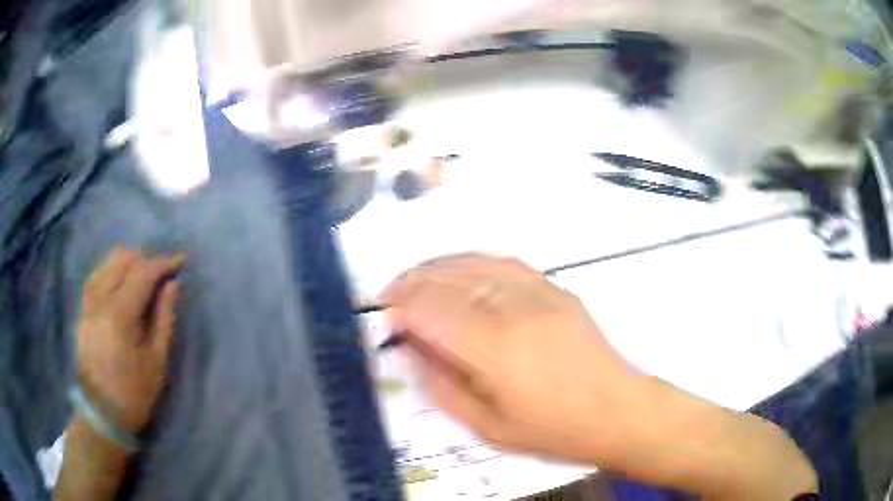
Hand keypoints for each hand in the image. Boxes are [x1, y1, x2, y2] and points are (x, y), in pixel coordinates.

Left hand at [77, 246, 183, 434]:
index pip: (141, 273)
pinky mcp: (82, 310)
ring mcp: (87, 304)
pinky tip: (121, 282)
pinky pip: (96, 276)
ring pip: (106, 263)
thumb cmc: (135, 394)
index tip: (180, 262)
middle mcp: (99, 301)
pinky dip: (111, 271)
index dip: (162, 263)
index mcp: (118, 316)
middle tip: (162, 273)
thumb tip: (173, 285)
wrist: (103, 414)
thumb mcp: (156, 361)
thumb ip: (163, 318)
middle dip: (144, 259)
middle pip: (121, 259)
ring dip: (127, 263)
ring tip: (143, 276)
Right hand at [381, 254, 634, 462]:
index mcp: (495, 348)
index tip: (385, 321)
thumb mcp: (488, 427)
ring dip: (436, 267)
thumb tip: (411, 352)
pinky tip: (459, 271)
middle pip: (447, 279)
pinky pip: (504, 262)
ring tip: (414, 279)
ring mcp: (539, 292)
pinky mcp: (556, 288)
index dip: (399, 311)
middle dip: (409, 284)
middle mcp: (514, 309)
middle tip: (389, 298)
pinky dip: (472, 262)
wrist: (616, 410)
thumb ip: (442, 387)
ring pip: (474, 262)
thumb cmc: (553, 430)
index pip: (430, 311)